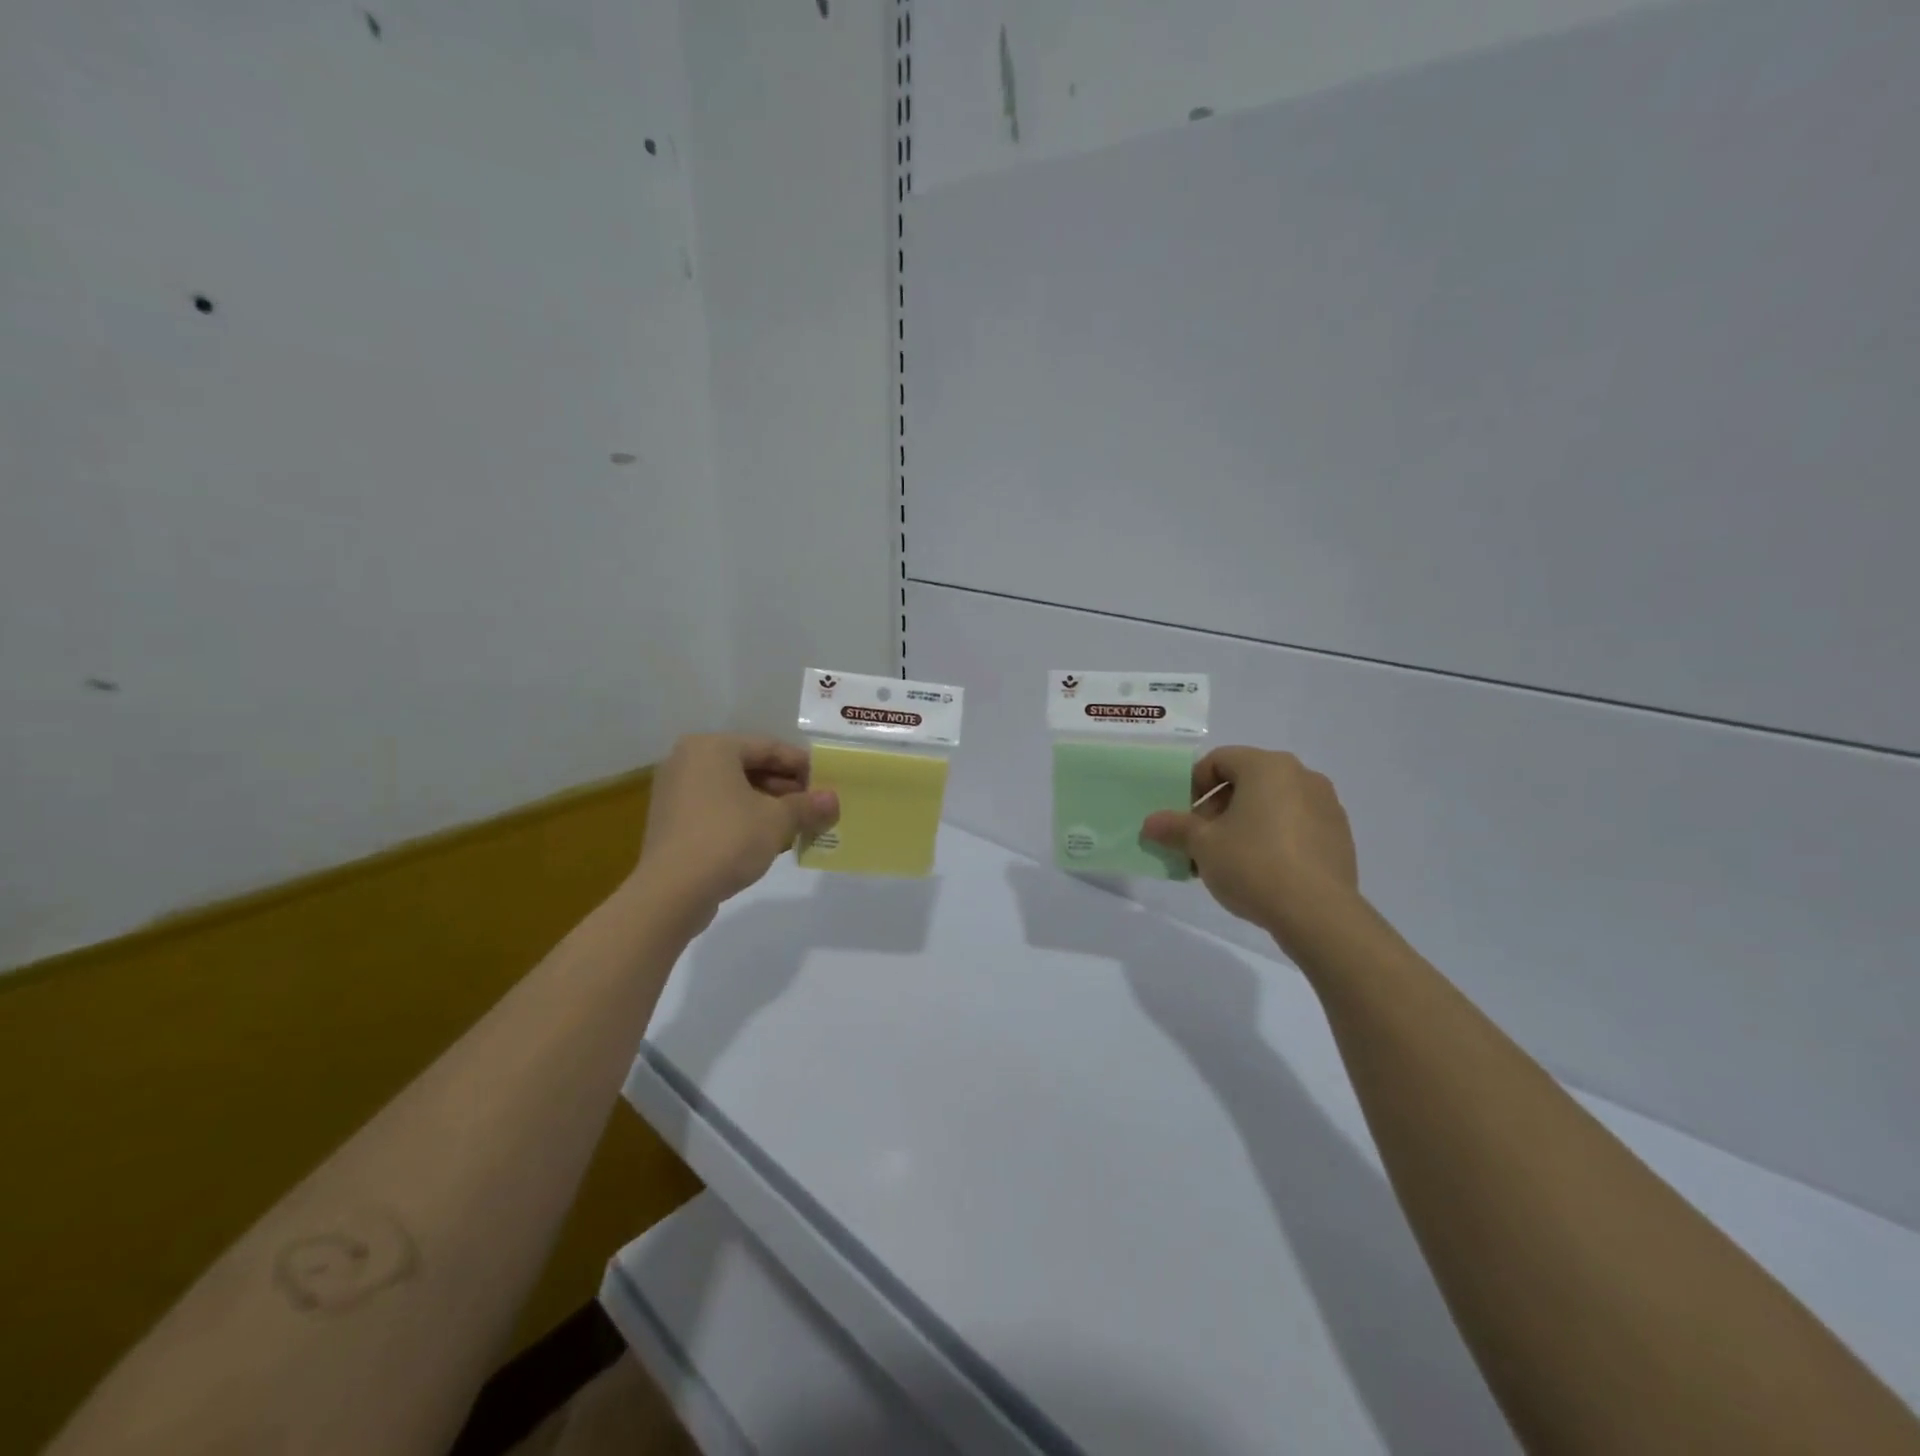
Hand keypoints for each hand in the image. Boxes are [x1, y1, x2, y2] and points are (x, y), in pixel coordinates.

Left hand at [633, 735, 838, 923]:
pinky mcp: (671, 820)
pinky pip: (716, 808)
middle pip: (749, 766)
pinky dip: (743, 817)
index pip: (768, 747)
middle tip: (814, 805)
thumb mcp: (777, 820)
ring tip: (797, 824)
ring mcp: (675, 791)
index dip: (802, 765)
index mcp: (712, 747)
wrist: (671, 892)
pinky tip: (767, 838)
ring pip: (733, 789)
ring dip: (767, 804)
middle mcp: (688, 760)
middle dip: (785, 787)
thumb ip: (807, 806)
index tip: (827, 783)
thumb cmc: (728, 839)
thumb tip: (833, 800)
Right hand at [1140, 747, 1358, 947]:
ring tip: (1227, 860)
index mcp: (1268, 767)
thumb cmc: (1253, 864)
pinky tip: (1260, 871)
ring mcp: (1326, 805)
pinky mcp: (1339, 836)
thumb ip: (1175, 828)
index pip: (1219, 760)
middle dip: (1216, 809)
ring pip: (1271, 804)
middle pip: (1246, 781)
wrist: (1318, 913)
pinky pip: (1295, 825)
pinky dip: (1272, 837)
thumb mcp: (1202, 845)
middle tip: (1199, 842)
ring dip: (1243, 824)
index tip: (1183, 817)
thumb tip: (1150, 823)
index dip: (1193, 785)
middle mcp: (1301, 776)